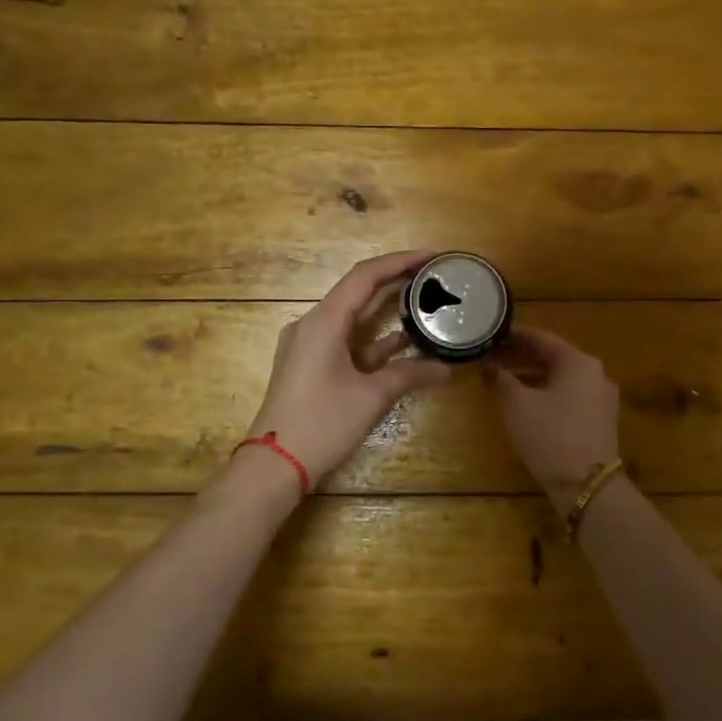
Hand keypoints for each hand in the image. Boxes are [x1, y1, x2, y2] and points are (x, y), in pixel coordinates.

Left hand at [242, 251, 452, 484]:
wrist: (275, 464)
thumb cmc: (322, 423)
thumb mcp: (371, 397)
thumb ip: (409, 375)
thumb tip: (447, 368)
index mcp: (323, 322)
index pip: (365, 276)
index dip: (400, 261)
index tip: (432, 256)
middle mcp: (312, 324)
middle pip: (357, 291)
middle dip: (395, 281)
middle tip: (433, 276)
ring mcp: (308, 345)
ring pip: (351, 317)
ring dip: (385, 310)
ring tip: (423, 302)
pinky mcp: (309, 366)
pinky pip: (344, 340)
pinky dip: (372, 339)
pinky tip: (402, 341)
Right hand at [483, 327, 622, 510]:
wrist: (587, 485)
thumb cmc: (550, 435)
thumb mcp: (517, 405)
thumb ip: (500, 379)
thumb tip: (489, 366)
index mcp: (578, 361)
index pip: (541, 338)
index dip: (513, 335)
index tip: (491, 334)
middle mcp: (595, 373)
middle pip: (552, 357)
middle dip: (520, 357)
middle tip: (492, 357)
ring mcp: (601, 398)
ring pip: (560, 378)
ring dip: (532, 376)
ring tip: (502, 380)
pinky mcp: (600, 420)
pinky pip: (568, 396)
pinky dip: (546, 393)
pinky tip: (525, 403)